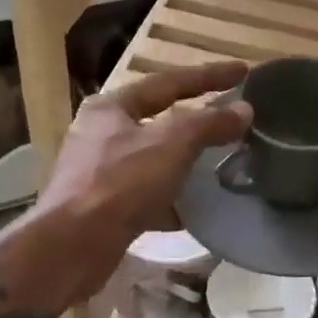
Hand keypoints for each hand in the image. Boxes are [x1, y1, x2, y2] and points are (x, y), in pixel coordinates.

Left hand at [17, 61, 249, 308]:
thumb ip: (209, 124)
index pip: (168, 82)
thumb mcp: (172, 144)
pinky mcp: (103, 208)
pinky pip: (146, 195)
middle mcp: (100, 134)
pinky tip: (193, 210)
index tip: (243, 71)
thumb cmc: (121, 183)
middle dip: (194, 120)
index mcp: (112, 107)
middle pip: (157, 119)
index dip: (208, 76)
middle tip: (229, 117)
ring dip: (184, 161)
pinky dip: (171, 199)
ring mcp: (98, 173)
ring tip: (218, 163)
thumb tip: (244, 110)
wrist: (73, 246)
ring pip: (152, 159)